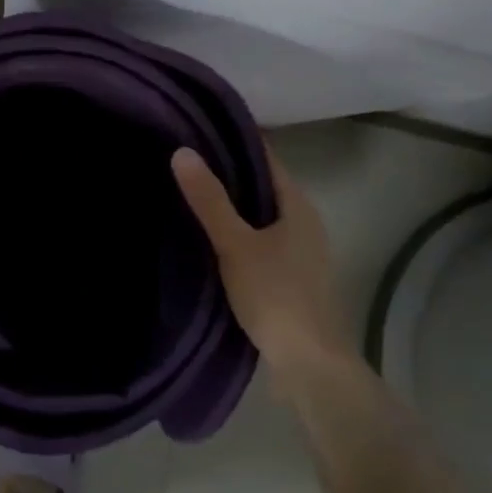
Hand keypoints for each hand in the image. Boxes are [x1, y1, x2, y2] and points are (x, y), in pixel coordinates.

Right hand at [171, 143, 355, 379]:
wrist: (309, 364)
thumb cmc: (275, 295)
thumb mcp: (235, 244)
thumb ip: (209, 200)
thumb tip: (182, 152)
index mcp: (297, 205)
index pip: (264, 157)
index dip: (234, 140)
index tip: (197, 128)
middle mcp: (303, 221)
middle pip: (261, 185)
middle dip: (226, 171)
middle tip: (183, 159)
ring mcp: (299, 251)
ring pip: (259, 214)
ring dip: (230, 204)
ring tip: (188, 193)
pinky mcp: (290, 276)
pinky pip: (258, 239)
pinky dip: (236, 231)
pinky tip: (208, 237)